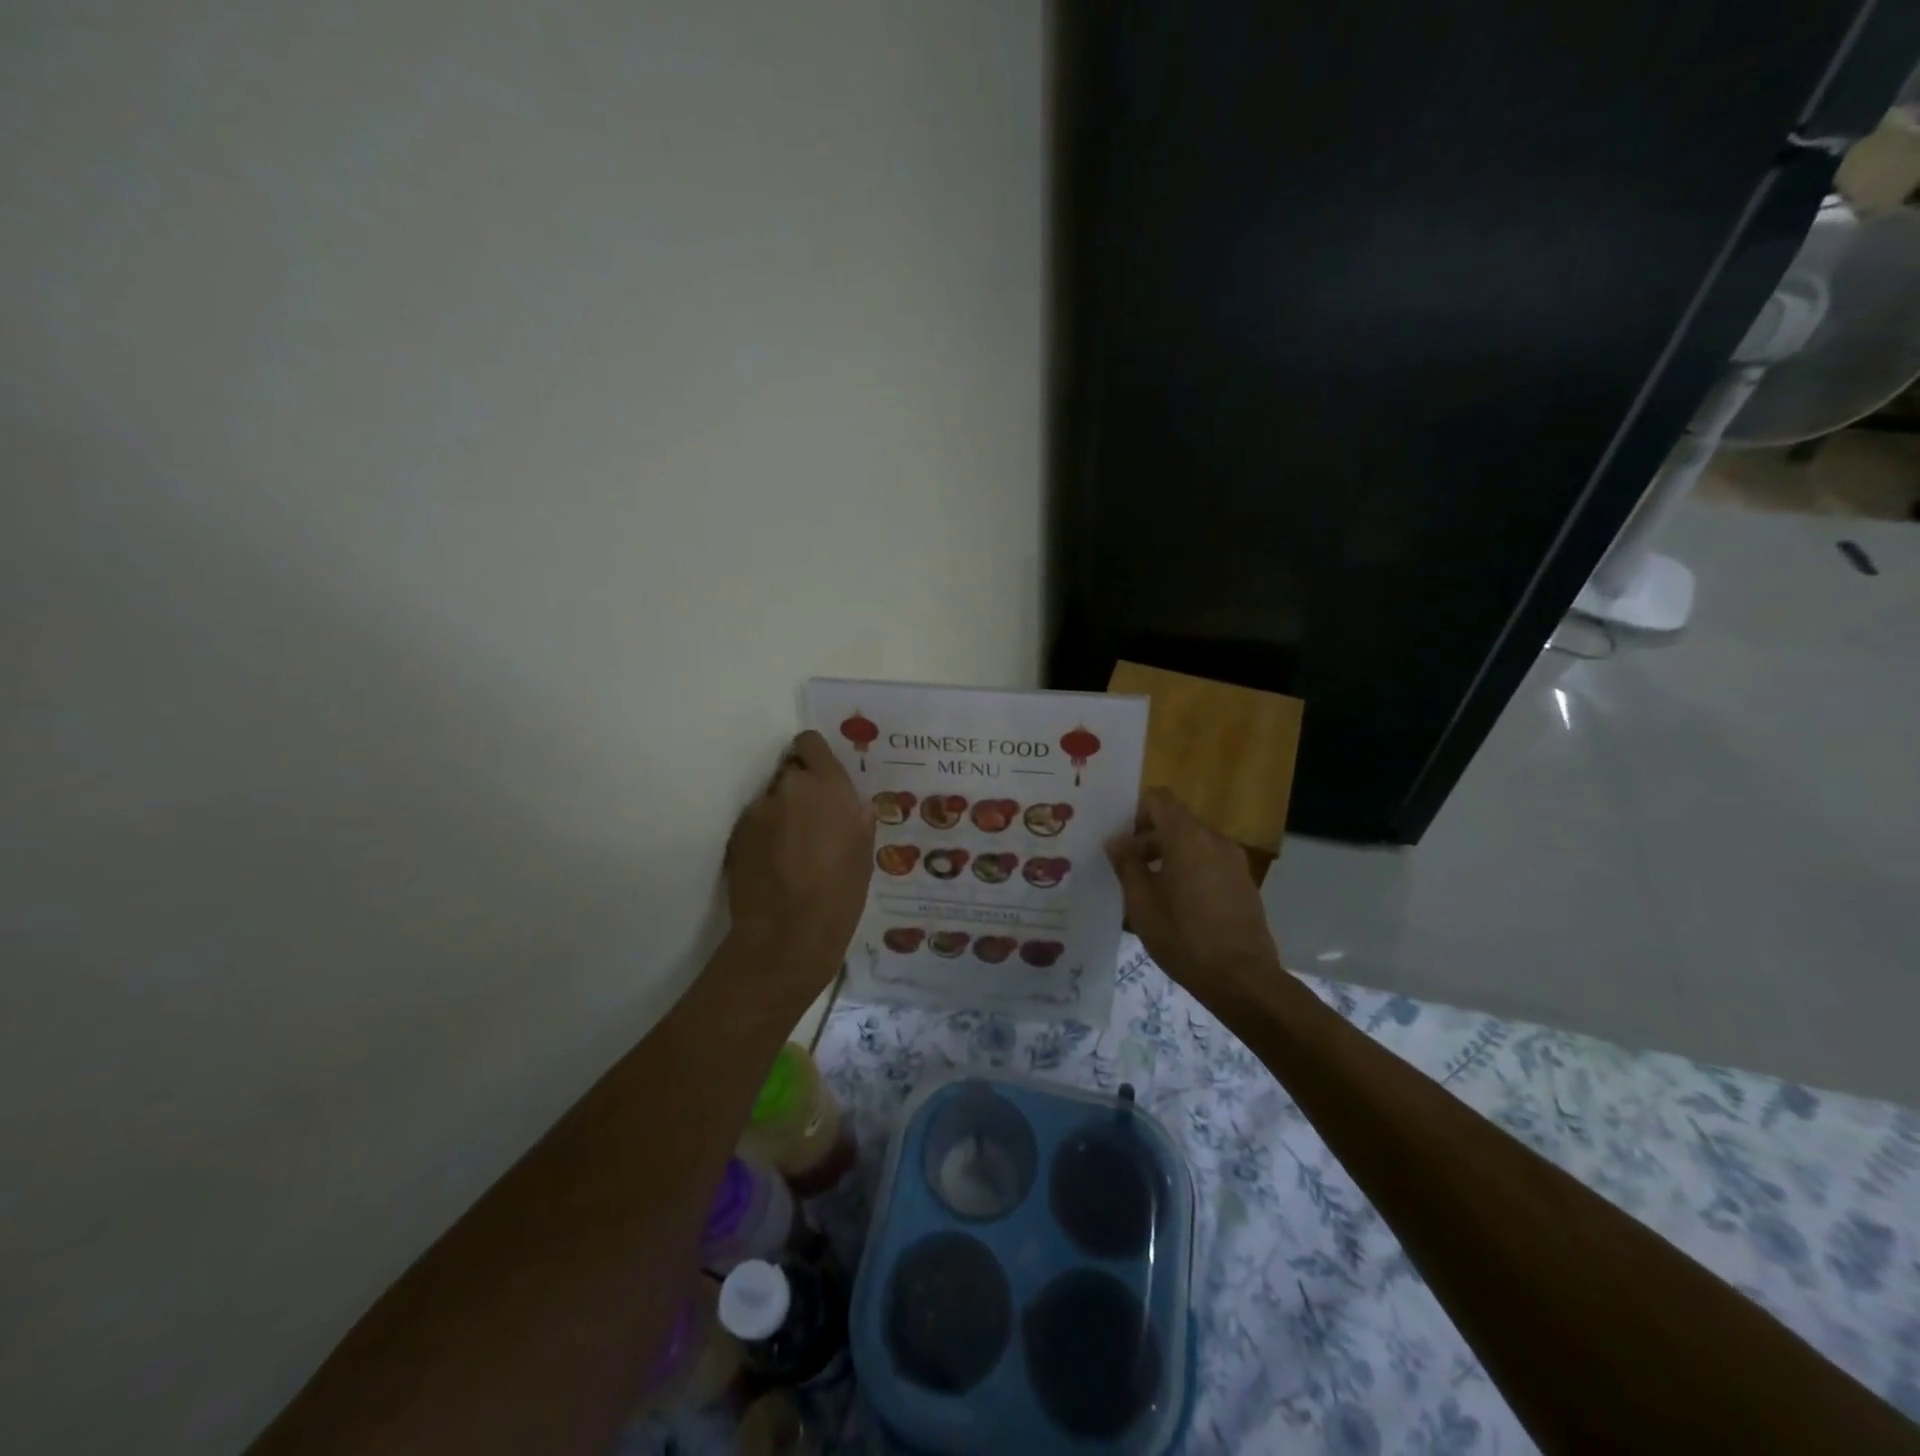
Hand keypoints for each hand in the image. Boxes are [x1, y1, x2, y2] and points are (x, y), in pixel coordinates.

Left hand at [724, 730, 875, 998]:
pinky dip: (762, 834)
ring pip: (771, 798)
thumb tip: (849, 804)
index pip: (810, 743)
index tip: (818, 778)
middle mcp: (792, 787)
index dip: (813, 758)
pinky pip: (755, 822)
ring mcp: (760, 809)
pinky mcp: (737, 832)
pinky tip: (771, 862)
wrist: (789, 934)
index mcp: (830, 786)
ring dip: (779, 812)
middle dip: (798, 790)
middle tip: (807, 821)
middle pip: (790, 771)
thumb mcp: (864, 852)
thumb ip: (855, 817)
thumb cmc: (841, 894)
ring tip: (788, 848)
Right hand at [1108, 787, 1278, 1003]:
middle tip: (1126, 869)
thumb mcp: (1141, 903)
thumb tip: (1117, 840)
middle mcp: (1214, 839)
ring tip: (1149, 891)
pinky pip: (1209, 862)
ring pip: (1193, 843)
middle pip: (1176, 821)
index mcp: (1187, 837)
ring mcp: (1234, 861)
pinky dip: (1189, 870)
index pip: (1159, 799)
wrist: (1243, 979)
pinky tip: (1177, 905)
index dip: (1136, 812)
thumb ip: (1127, 864)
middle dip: (1149, 838)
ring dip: (1168, 856)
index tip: (1121, 839)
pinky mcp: (1243, 882)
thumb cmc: (1184, 937)